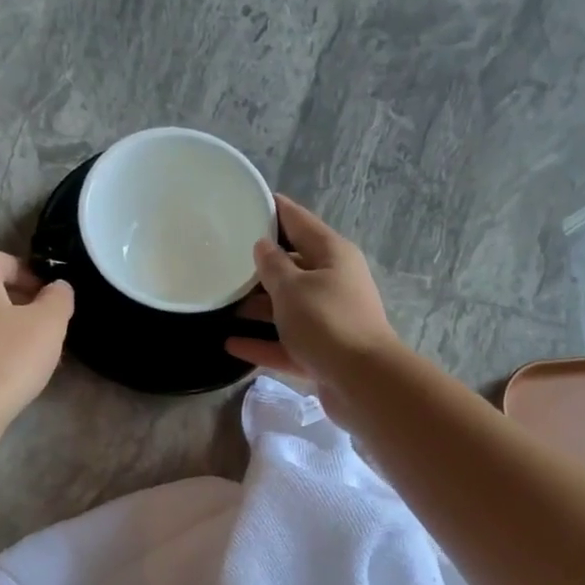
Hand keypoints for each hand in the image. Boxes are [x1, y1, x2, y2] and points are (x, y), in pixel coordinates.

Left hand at [0, 250, 73, 422]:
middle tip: (42, 327)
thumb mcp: (49, 324)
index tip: (49, 297)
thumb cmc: (9, 357)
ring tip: (24, 353)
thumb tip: (58, 287)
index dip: (28, 273)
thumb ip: (59, 298)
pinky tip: (1, 372)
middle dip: (15, 302)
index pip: (0, 259)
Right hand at [225, 195, 402, 418]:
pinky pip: (285, 343)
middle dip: (260, 265)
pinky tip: (230, 344)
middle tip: (223, 259)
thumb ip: (273, 266)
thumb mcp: (293, 288)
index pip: (298, 221)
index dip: (273, 210)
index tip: (245, 203)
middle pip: (292, 267)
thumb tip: (263, 247)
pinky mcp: (320, 353)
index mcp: (332, 254)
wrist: (362, 381)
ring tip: (222, 303)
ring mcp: (327, 320)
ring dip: (258, 307)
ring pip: (288, 308)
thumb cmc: (327, 322)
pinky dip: (261, 343)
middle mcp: (333, 283)